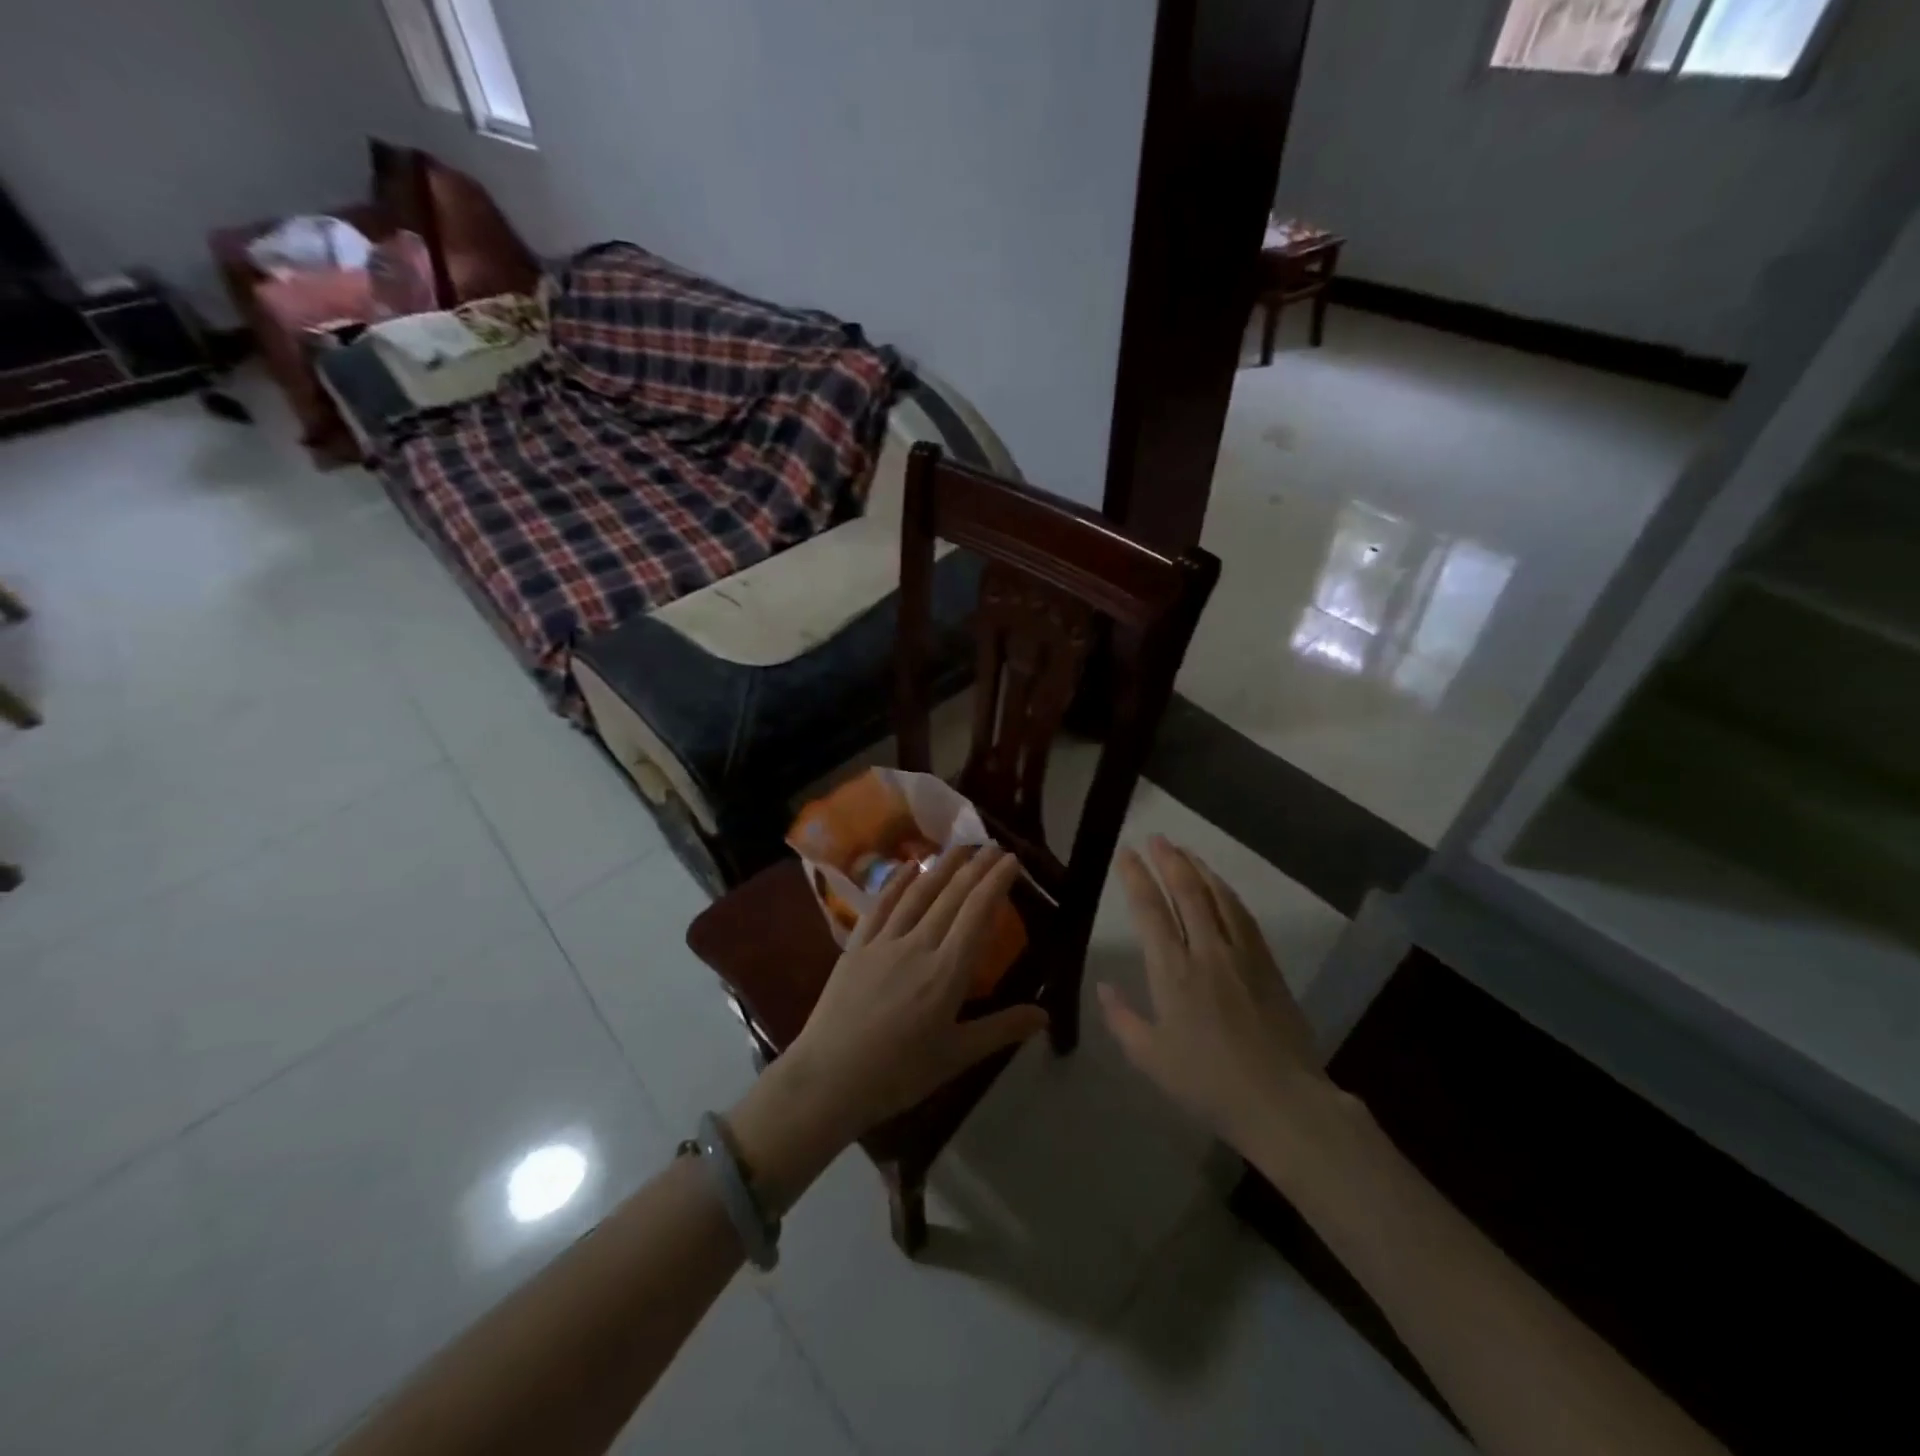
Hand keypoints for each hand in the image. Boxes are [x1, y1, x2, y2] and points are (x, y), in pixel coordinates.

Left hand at [731, 847, 1048, 1205]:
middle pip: (952, 896)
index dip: (996, 883)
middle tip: (994, 846)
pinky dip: (896, 883)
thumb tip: (1045, 1014)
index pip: (978, 914)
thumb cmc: (898, 1074)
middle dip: (976, 868)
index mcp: (947, 971)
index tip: (1012, 860)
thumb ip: (1001, 1029)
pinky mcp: (856, 947)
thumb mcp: (956, 1056)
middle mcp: (918, 945)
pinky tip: (907, 867)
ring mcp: (883, 942)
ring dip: (941, 867)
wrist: (828, 1080)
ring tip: (960, 848)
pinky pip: (880, 907)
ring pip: (918, 894)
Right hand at [1100, 837, 1337, 1160]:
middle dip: (1168, 860)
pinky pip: (1244, 916)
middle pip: (1187, 892)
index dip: (1137, 877)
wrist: (1282, 1102)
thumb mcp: (1151, 1059)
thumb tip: (1104, 985)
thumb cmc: (1208, 1084)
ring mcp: (1241, 955)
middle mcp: (1207, 952)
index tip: (1126, 853)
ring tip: (1185, 851)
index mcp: (1172, 972)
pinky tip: (1220, 887)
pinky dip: (1227, 893)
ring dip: (1199, 869)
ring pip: (1218, 897)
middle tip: (1156, 837)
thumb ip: (1122, 1019)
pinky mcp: (1268, 965)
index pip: (1150, 910)